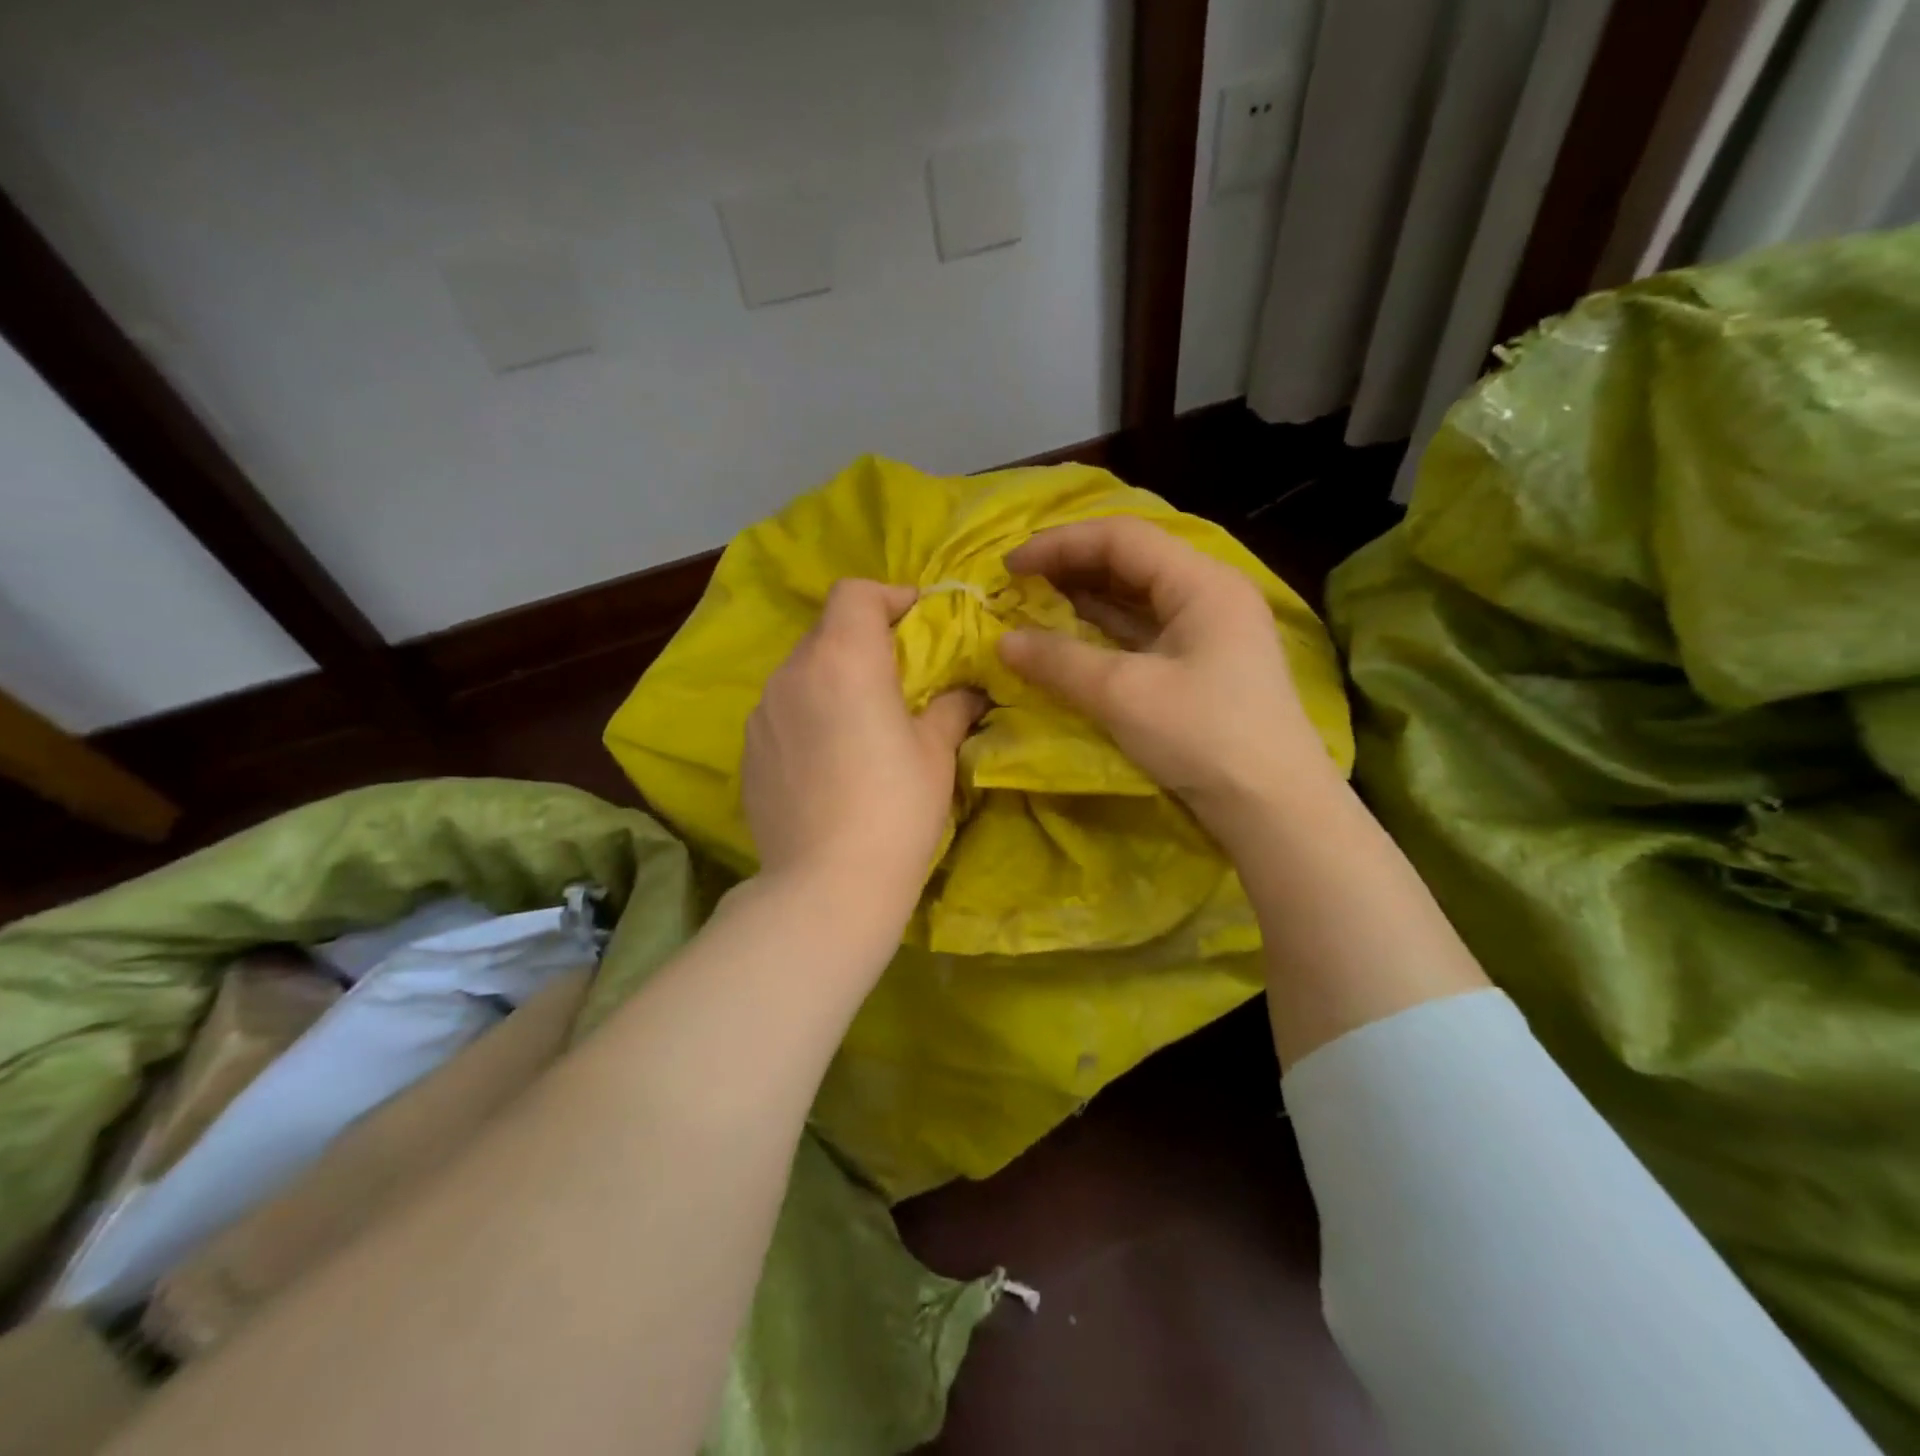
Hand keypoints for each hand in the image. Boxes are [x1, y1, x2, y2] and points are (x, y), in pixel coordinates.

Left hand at [743, 579, 984, 929]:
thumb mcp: (936, 754)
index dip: (889, 596)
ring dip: (833, 679)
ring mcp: (762, 713)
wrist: (826, 886)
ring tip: (861, 722)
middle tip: (898, 677)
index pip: (855, 593)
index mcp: (844, 659)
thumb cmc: (895, 809)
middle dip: (864, 641)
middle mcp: (793, 673)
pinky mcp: (747, 751)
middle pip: (827, 631)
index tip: (917, 620)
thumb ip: (951, 708)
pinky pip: (782, 712)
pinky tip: (829, 760)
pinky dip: (808, 715)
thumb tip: (968, 692)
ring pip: (802, 673)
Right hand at [998, 517, 1338, 846]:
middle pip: (1131, 562)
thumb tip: (1002, 642)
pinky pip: (1144, 633)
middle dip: (1071, 569)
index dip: (1060, 545)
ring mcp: (1209, 632)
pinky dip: (1104, 633)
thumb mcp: (1123, 694)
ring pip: (1137, 599)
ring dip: (1085, 601)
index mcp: (1202, 583)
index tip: (1010, 567)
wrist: (1273, 808)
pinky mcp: (1203, 667)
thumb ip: (1059, 661)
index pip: (1121, 539)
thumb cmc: (1203, 737)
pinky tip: (1071, 641)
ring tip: (1035, 608)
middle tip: (1019, 587)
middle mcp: (1209, 595)